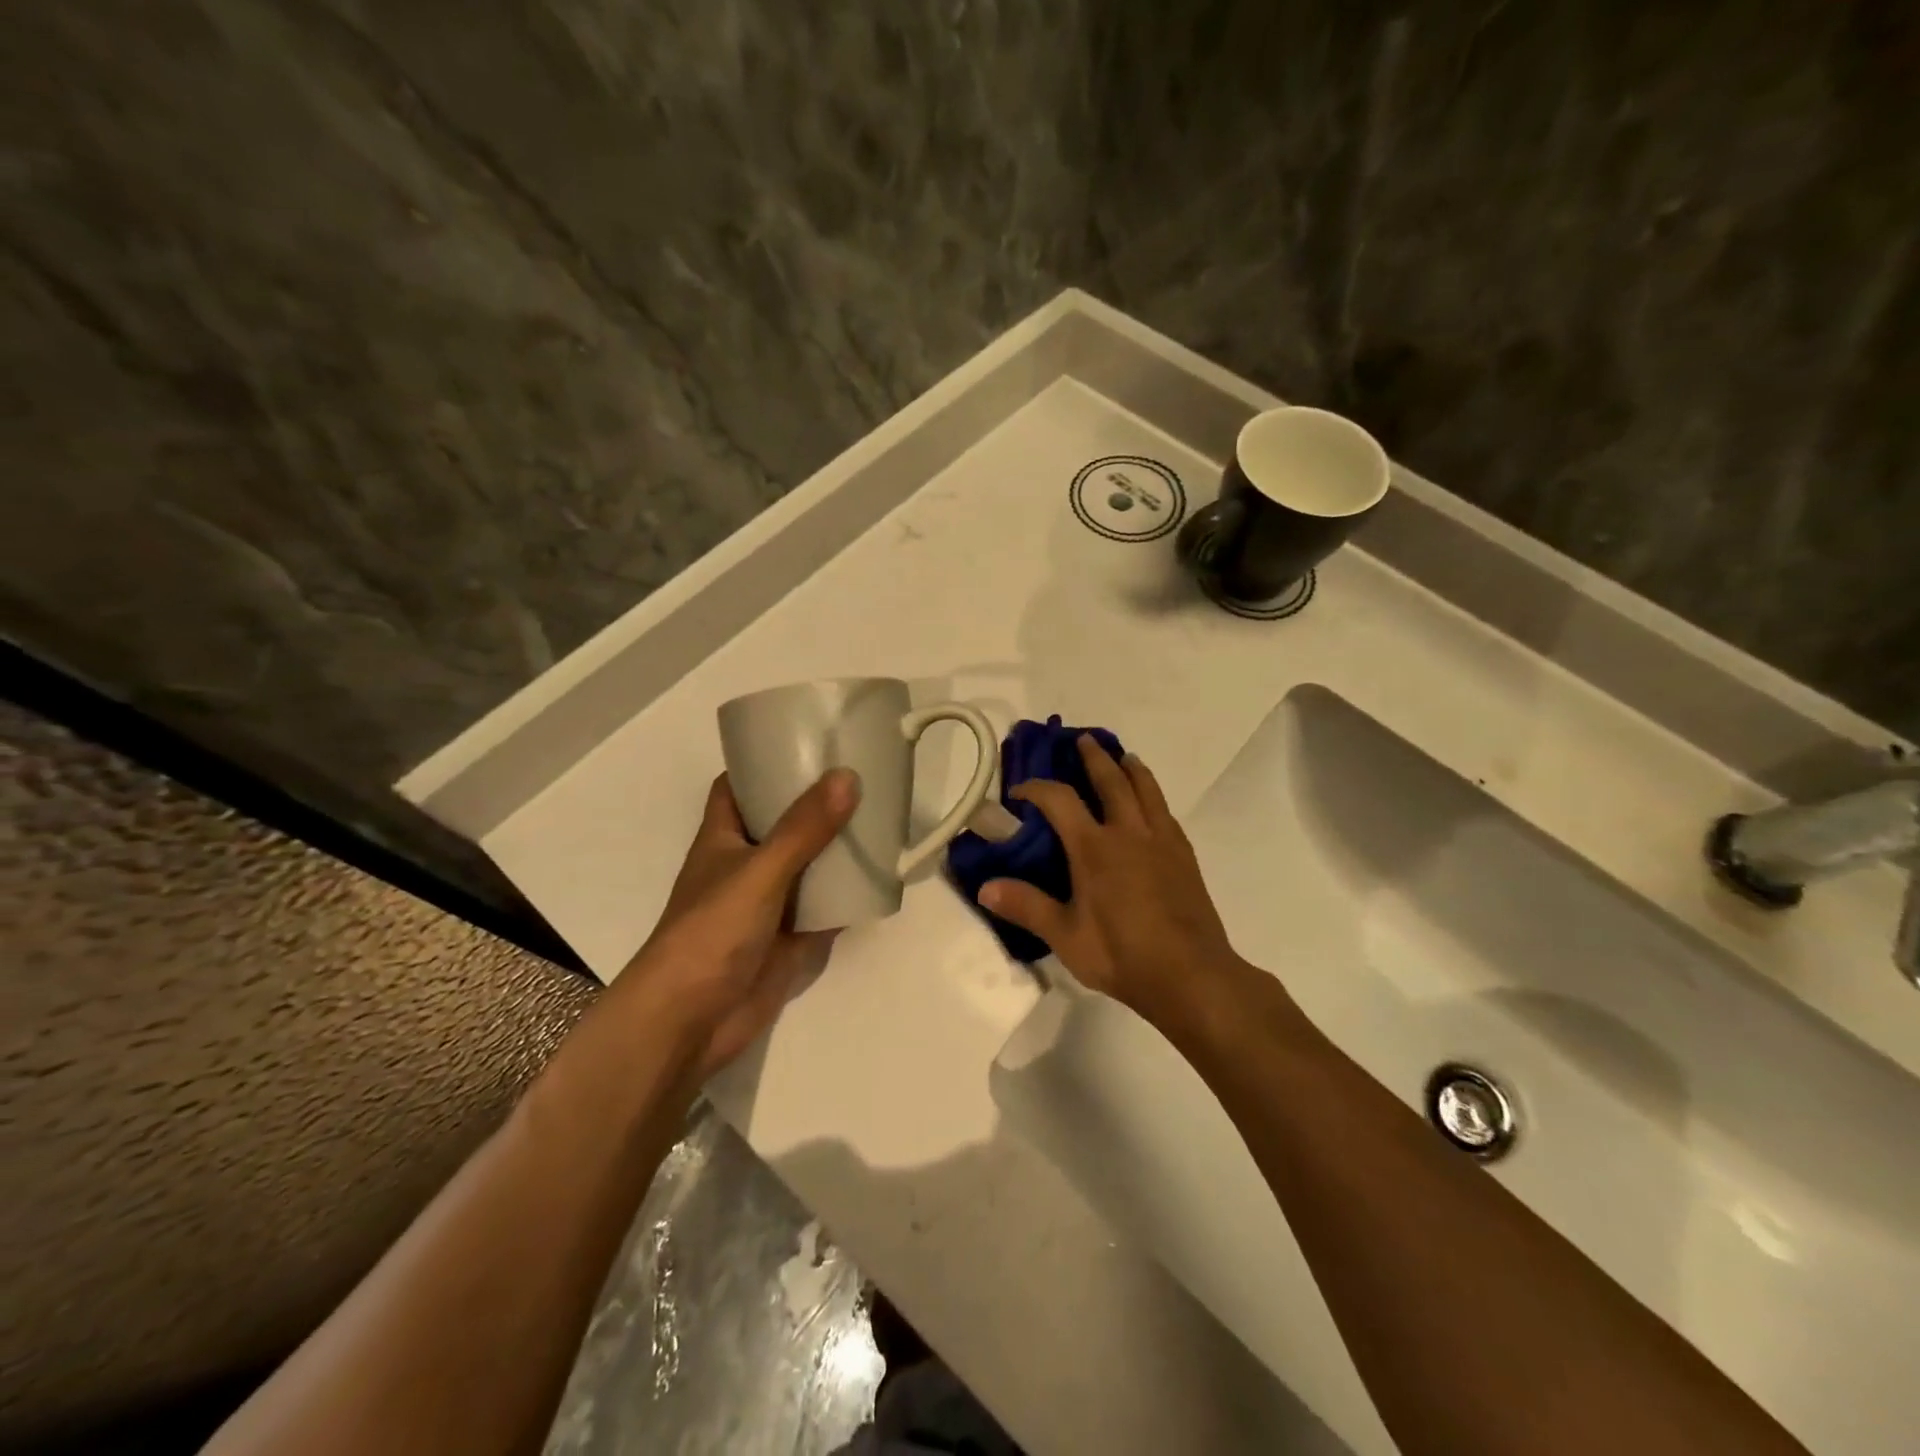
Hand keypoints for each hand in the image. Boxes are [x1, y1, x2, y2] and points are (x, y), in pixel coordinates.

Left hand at [626, 769, 859, 1076]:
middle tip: (861, 776)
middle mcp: (745, 865)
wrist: (692, 1021)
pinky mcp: (789, 938)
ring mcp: (768, 904)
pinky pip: (825, 907)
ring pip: (807, 865)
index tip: (805, 743)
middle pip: (781, 823)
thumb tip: (848, 776)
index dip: (763, 763)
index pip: (737, 787)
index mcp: (723, 838)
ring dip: (837, 848)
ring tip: (880, 816)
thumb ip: (803, 829)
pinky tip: (882, 877)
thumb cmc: (711, 932)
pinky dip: (849, 895)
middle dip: (815, 803)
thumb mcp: (759, 872)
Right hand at [979, 737, 1240, 1014]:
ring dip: (1131, 768)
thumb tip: (984, 887)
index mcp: (1095, 848)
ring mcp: (1162, 841)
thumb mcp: (1066, 937)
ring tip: (1124, 757)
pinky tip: (1152, 805)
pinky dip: (1153, 796)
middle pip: (1111, 780)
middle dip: (1094, 758)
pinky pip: (1165, 812)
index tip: (1019, 791)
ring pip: (1146, 789)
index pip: (1060, 800)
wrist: (1191, 976)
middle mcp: (1129, 833)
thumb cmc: (1122, 956)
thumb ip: (1026, 907)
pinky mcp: (1184, 855)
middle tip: (1083, 740)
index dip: (1036, 788)